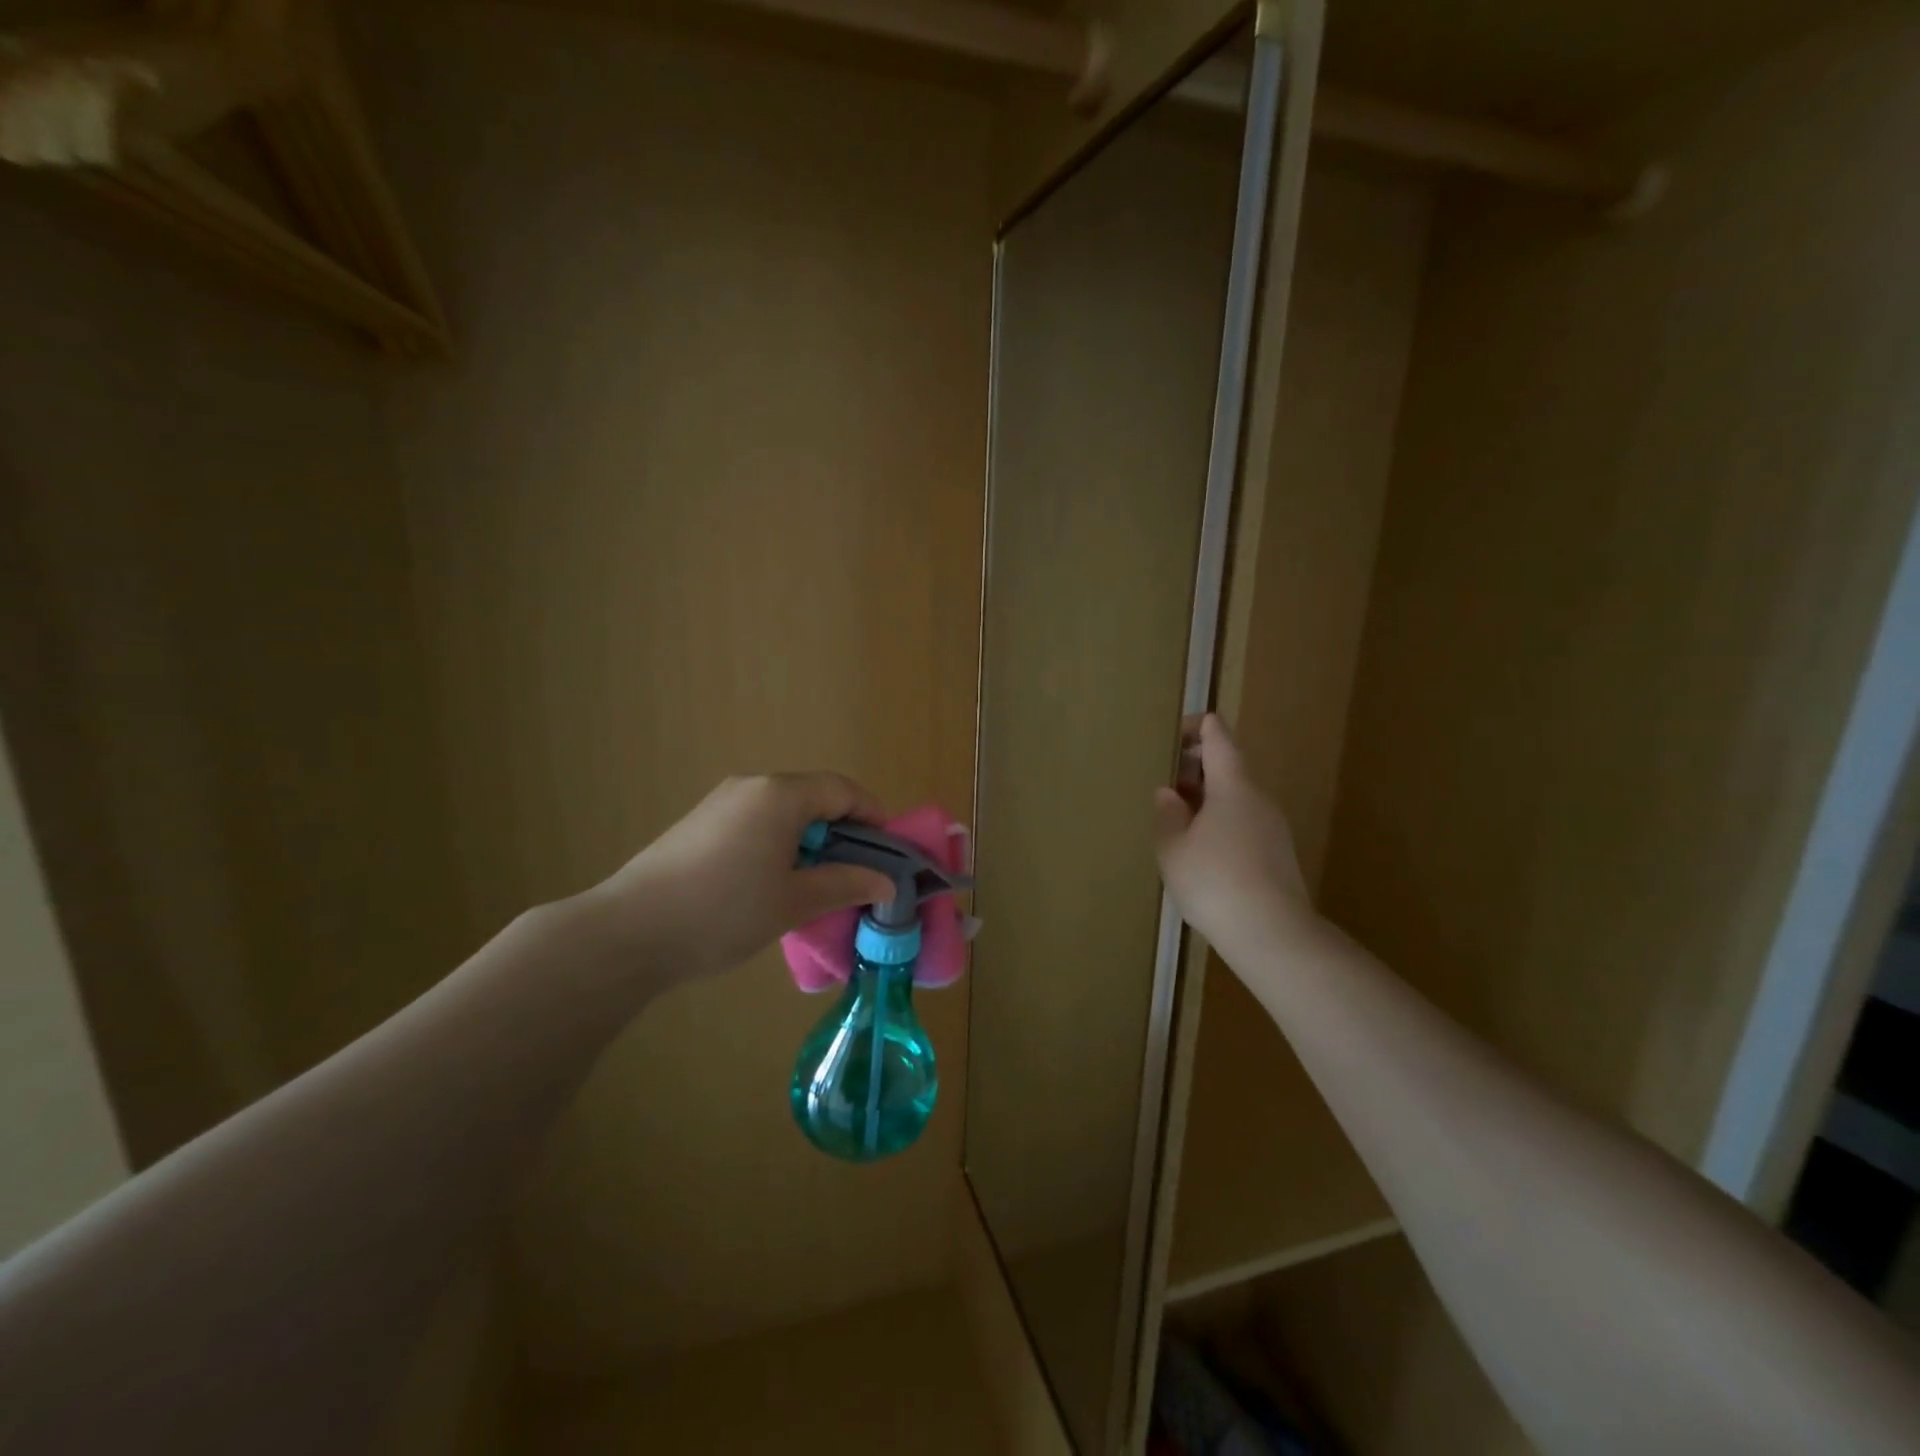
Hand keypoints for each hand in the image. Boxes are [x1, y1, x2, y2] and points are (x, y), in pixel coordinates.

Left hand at [590, 773, 895, 979]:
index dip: (874, 816)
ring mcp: (720, 802)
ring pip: (784, 811)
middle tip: (858, 872)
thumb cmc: (724, 911)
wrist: (628, 932)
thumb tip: (886, 882)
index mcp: (780, 795)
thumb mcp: (794, 902)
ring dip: (811, 839)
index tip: (890, 852)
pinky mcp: (699, 823)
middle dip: (844, 830)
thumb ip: (845, 884)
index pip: (843, 791)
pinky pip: (756, 821)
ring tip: (819, 882)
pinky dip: (780, 842)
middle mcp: (751, 786)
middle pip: (814, 796)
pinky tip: (774, 882)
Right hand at [1151, 715, 1311, 955]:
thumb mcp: (1173, 848)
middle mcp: (1258, 798)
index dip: (1197, 726)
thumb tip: (1169, 794)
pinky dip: (1219, 822)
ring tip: (1175, 820)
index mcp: (1233, 786)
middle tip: (1163, 783)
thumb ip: (1167, 814)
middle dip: (1195, 768)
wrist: (1272, 934)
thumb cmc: (1214, 881)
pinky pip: (1243, 823)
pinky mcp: (1277, 854)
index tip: (1173, 733)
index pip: (1218, 737)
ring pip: (1235, 798)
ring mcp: (1272, 827)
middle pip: (1227, 767)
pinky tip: (1200, 851)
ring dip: (1205, 799)